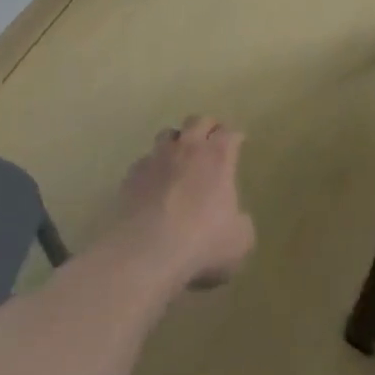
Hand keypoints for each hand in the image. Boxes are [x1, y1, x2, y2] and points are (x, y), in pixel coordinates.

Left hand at [105, 116, 254, 294]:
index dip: (235, 137)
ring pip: (168, 134)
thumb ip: (241, 224)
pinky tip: (153, 183)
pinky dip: (153, 166)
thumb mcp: (239, 241)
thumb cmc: (201, 243)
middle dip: (207, 127)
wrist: (146, 253)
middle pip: (198, 121)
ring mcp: (157, 157)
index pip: (230, 133)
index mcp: (218, 157)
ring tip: (179, 156)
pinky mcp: (133, 173)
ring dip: (177, 141)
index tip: (237, 143)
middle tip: (211, 139)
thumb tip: (237, 220)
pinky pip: (145, 160)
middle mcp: (188, 148)